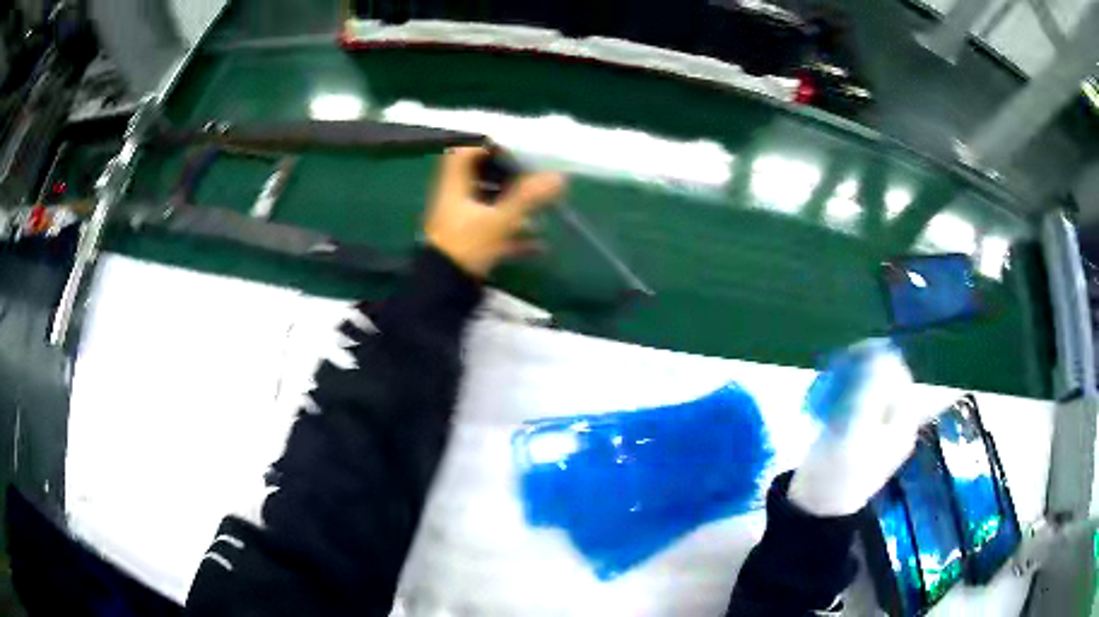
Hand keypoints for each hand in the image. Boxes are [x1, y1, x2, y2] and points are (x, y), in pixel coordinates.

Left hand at [424, 147, 564, 277]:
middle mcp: (456, 201)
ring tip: (541, 213)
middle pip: (480, 178)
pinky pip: (494, 232)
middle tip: (533, 178)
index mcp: (455, 187)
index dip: (486, 145)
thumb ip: (528, 198)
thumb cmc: (466, 247)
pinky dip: (514, 235)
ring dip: (514, 206)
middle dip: (508, 177)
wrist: (444, 291)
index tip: (513, 148)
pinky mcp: (469, 245)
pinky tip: (539, 246)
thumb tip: (560, 177)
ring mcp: (461, 224)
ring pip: (489, 205)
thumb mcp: (499, 220)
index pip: (465, 152)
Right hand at [788, 339, 932, 516]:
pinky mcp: (858, 437)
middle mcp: (895, 426)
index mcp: (902, 424)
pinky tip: (828, 404)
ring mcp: (877, 432)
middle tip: (838, 370)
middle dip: (864, 371)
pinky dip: (845, 398)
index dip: (880, 359)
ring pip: (871, 392)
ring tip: (830, 387)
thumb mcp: (855, 428)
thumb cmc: (836, 471)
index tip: (852, 353)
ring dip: (852, 384)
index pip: (900, 377)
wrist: (812, 510)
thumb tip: (883, 351)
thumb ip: (872, 388)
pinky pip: (858, 405)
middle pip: (886, 383)